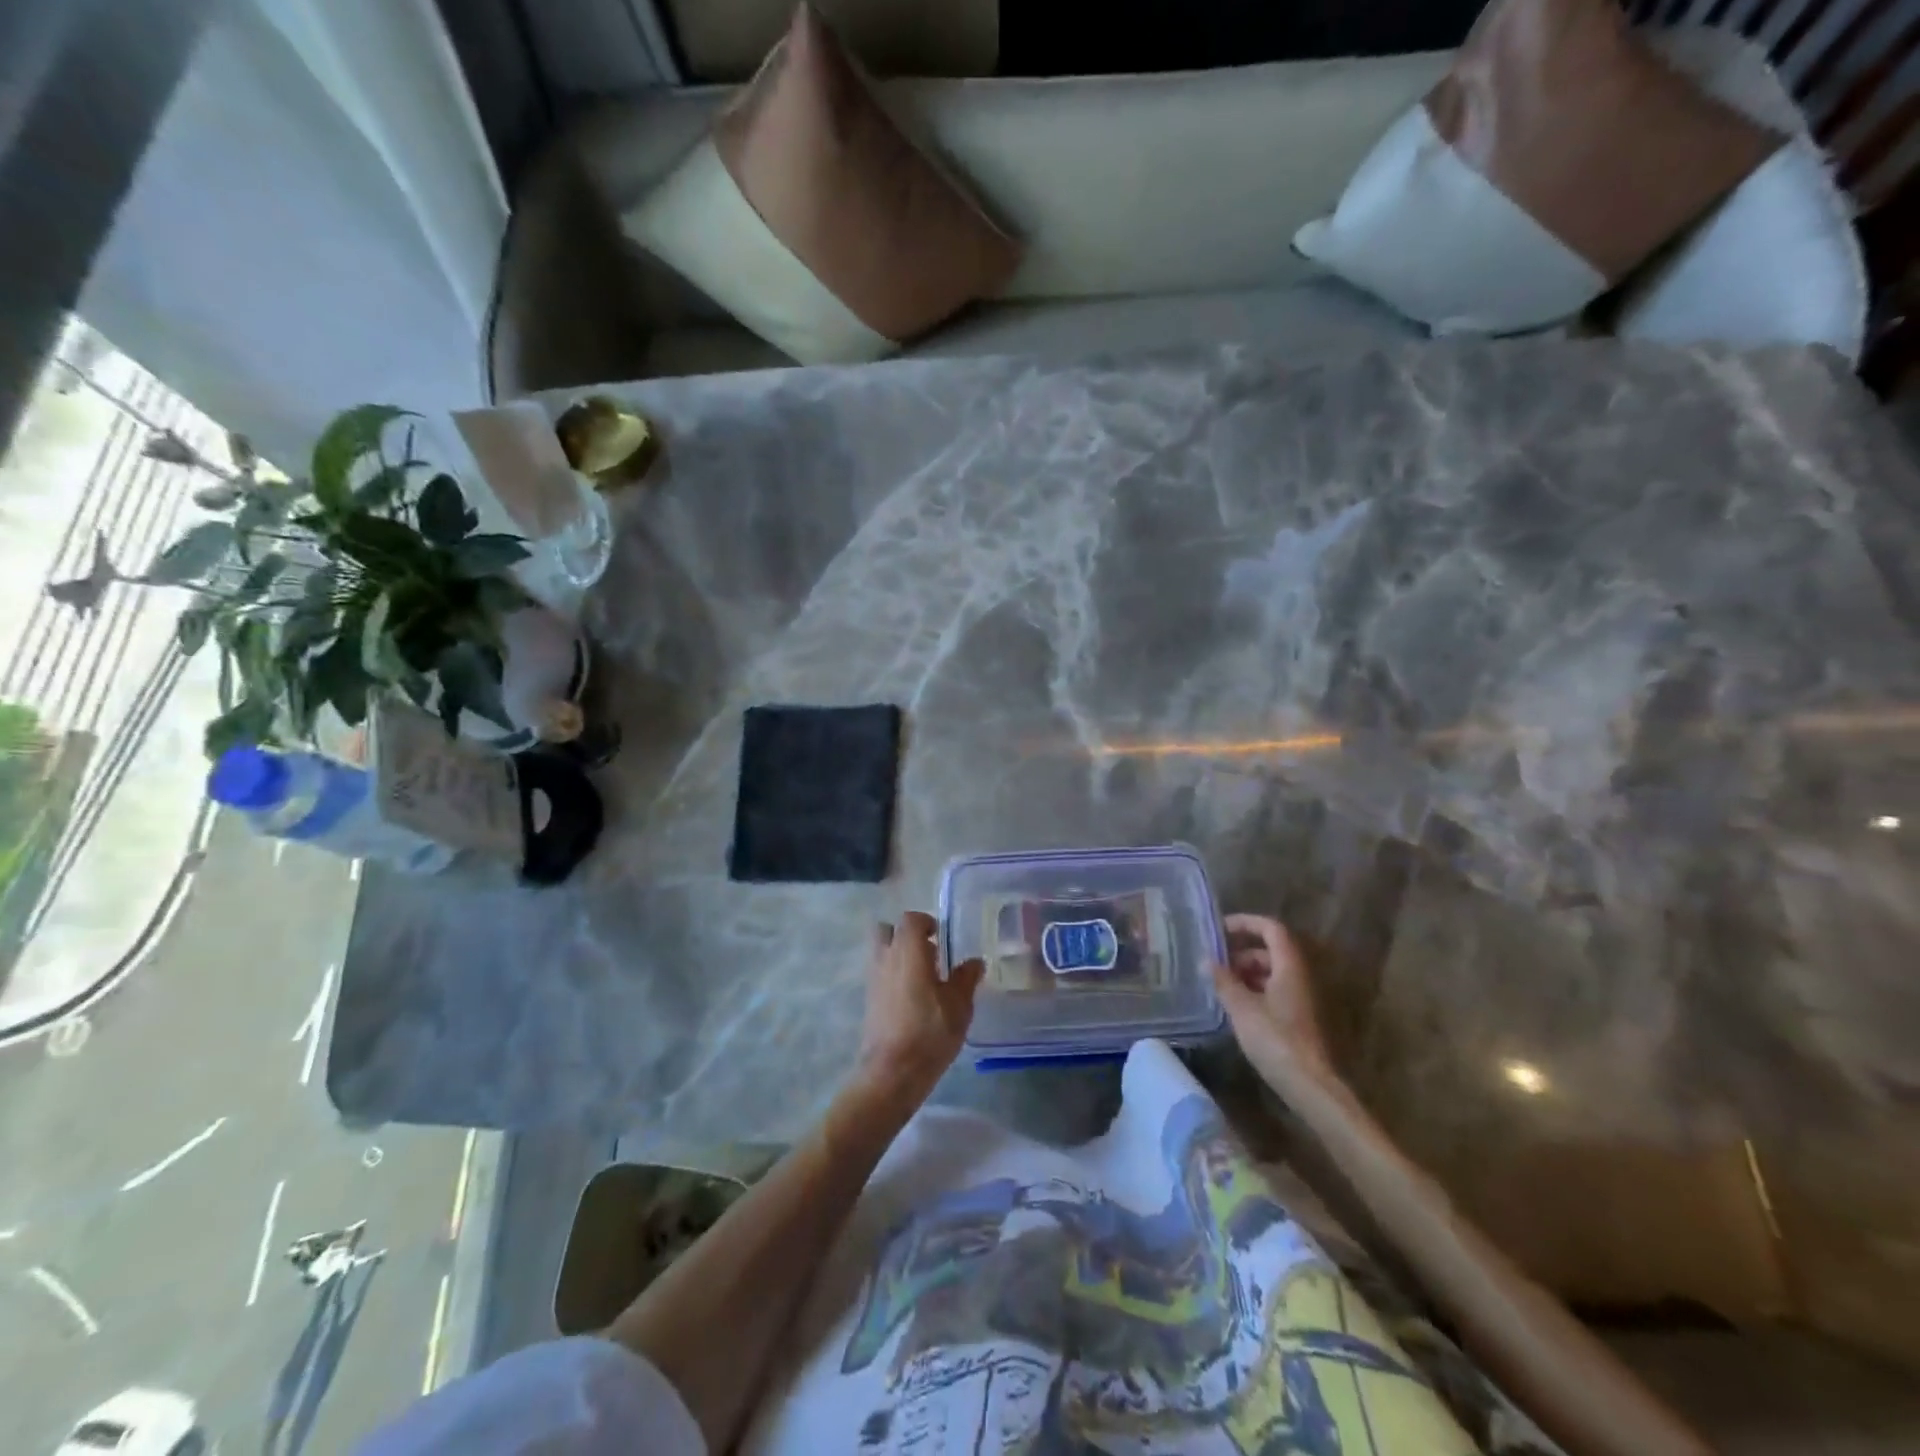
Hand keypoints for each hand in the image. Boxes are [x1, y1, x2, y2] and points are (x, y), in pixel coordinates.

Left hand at [855, 911, 983, 1106]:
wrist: (892, 1071)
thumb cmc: (929, 1032)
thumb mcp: (959, 1006)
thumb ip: (966, 978)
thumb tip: (974, 962)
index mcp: (908, 951)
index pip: (910, 919)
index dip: (926, 922)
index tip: (941, 936)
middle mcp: (886, 958)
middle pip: (888, 930)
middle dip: (906, 935)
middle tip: (929, 952)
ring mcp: (873, 978)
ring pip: (881, 951)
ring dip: (898, 954)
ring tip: (923, 976)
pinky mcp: (868, 999)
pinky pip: (879, 973)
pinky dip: (893, 975)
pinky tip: (913, 997)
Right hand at [1213, 914, 1336, 1092]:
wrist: (1309, 1085)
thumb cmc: (1275, 1039)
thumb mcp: (1242, 1008)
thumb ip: (1224, 981)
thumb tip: (1207, 961)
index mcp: (1289, 967)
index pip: (1271, 928)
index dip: (1246, 923)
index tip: (1220, 929)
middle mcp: (1298, 977)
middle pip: (1270, 950)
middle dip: (1241, 952)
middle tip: (1214, 962)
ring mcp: (1300, 998)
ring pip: (1271, 972)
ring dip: (1246, 972)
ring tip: (1219, 984)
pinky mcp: (1297, 1018)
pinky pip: (1273, 991)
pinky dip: (1253, 990)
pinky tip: (1234, 1006)